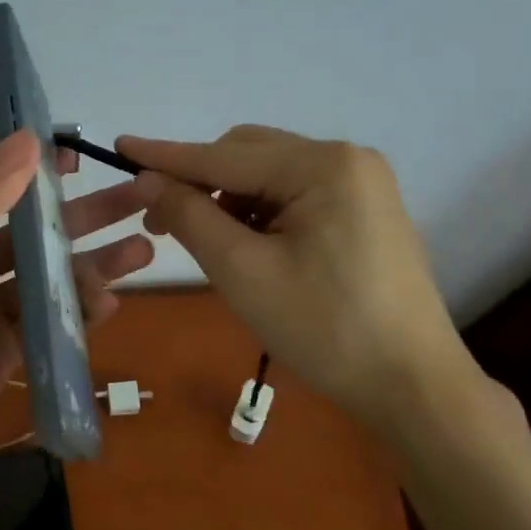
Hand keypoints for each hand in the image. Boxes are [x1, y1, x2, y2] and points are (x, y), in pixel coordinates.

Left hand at [0, 129, 153, 501]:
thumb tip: (25, 140)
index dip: (37, 174)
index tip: (81, 158)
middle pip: (32, 234)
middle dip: (84, 217)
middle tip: (140, 196)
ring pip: (47, 278)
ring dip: (92, 264)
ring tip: (143, 250)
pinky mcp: (5, 353)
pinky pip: (48, 322)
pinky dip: (78, 311)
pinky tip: (110, 302)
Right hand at [118, 125, 477, 433]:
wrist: (412, 384)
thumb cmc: (324, 328)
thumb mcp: (242, 272)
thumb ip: (190, 216)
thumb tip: (148, 180)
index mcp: (322, 166)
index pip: (223, 156)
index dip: (165, 156)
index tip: (118, 146)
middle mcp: (346, 159)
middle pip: (249, 156)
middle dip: (201, 183)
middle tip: (160, 222)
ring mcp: (362, 184)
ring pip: (270, 176)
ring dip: (230, 200)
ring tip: (208, 244)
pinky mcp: (366, 211)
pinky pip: (295, 195)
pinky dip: (260, 213)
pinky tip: (249, 247)